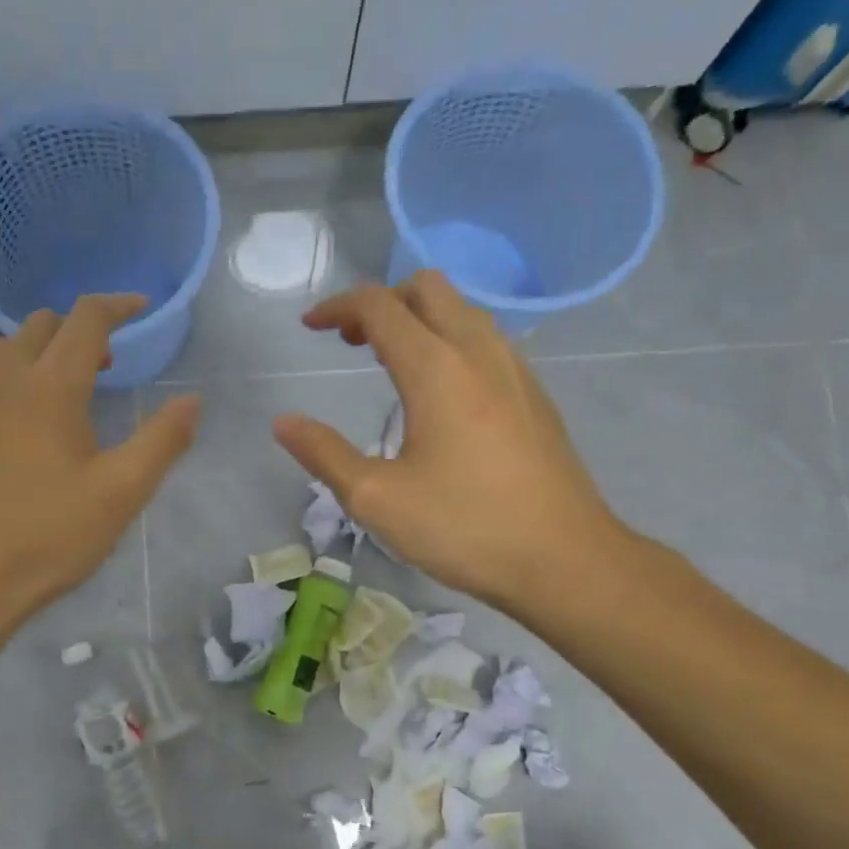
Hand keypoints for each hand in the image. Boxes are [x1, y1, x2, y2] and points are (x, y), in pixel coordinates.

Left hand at [0, 294, 199, 623]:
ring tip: (59, 397)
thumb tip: (192, 401)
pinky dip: (5, 394)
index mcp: (50, 389)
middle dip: (74, 330)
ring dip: (35, 357)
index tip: (138, 307)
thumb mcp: (120, 494)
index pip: (85, 321)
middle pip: (36, 327)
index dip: (116, 306)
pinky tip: (15, 441)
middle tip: (103, 364)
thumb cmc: (48, 538)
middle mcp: (0, 385)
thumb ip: (161, 442)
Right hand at [272, 272, 634, 616]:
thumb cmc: (464, 528)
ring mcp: (516, 371)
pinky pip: (487, 341)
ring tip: (391, 362)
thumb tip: (284, 423)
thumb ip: (324, 454)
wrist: (564, 559)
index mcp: (437, 369)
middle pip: (428, 288)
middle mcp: (480, 352)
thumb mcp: (377, 500)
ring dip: (420, 319)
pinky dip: (451, 342)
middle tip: (353, 342)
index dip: (338, 307)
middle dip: (382, 302)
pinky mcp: (536, 396)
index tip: (310, 327)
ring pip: (463, 311)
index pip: (380, 306)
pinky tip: (441, 393)